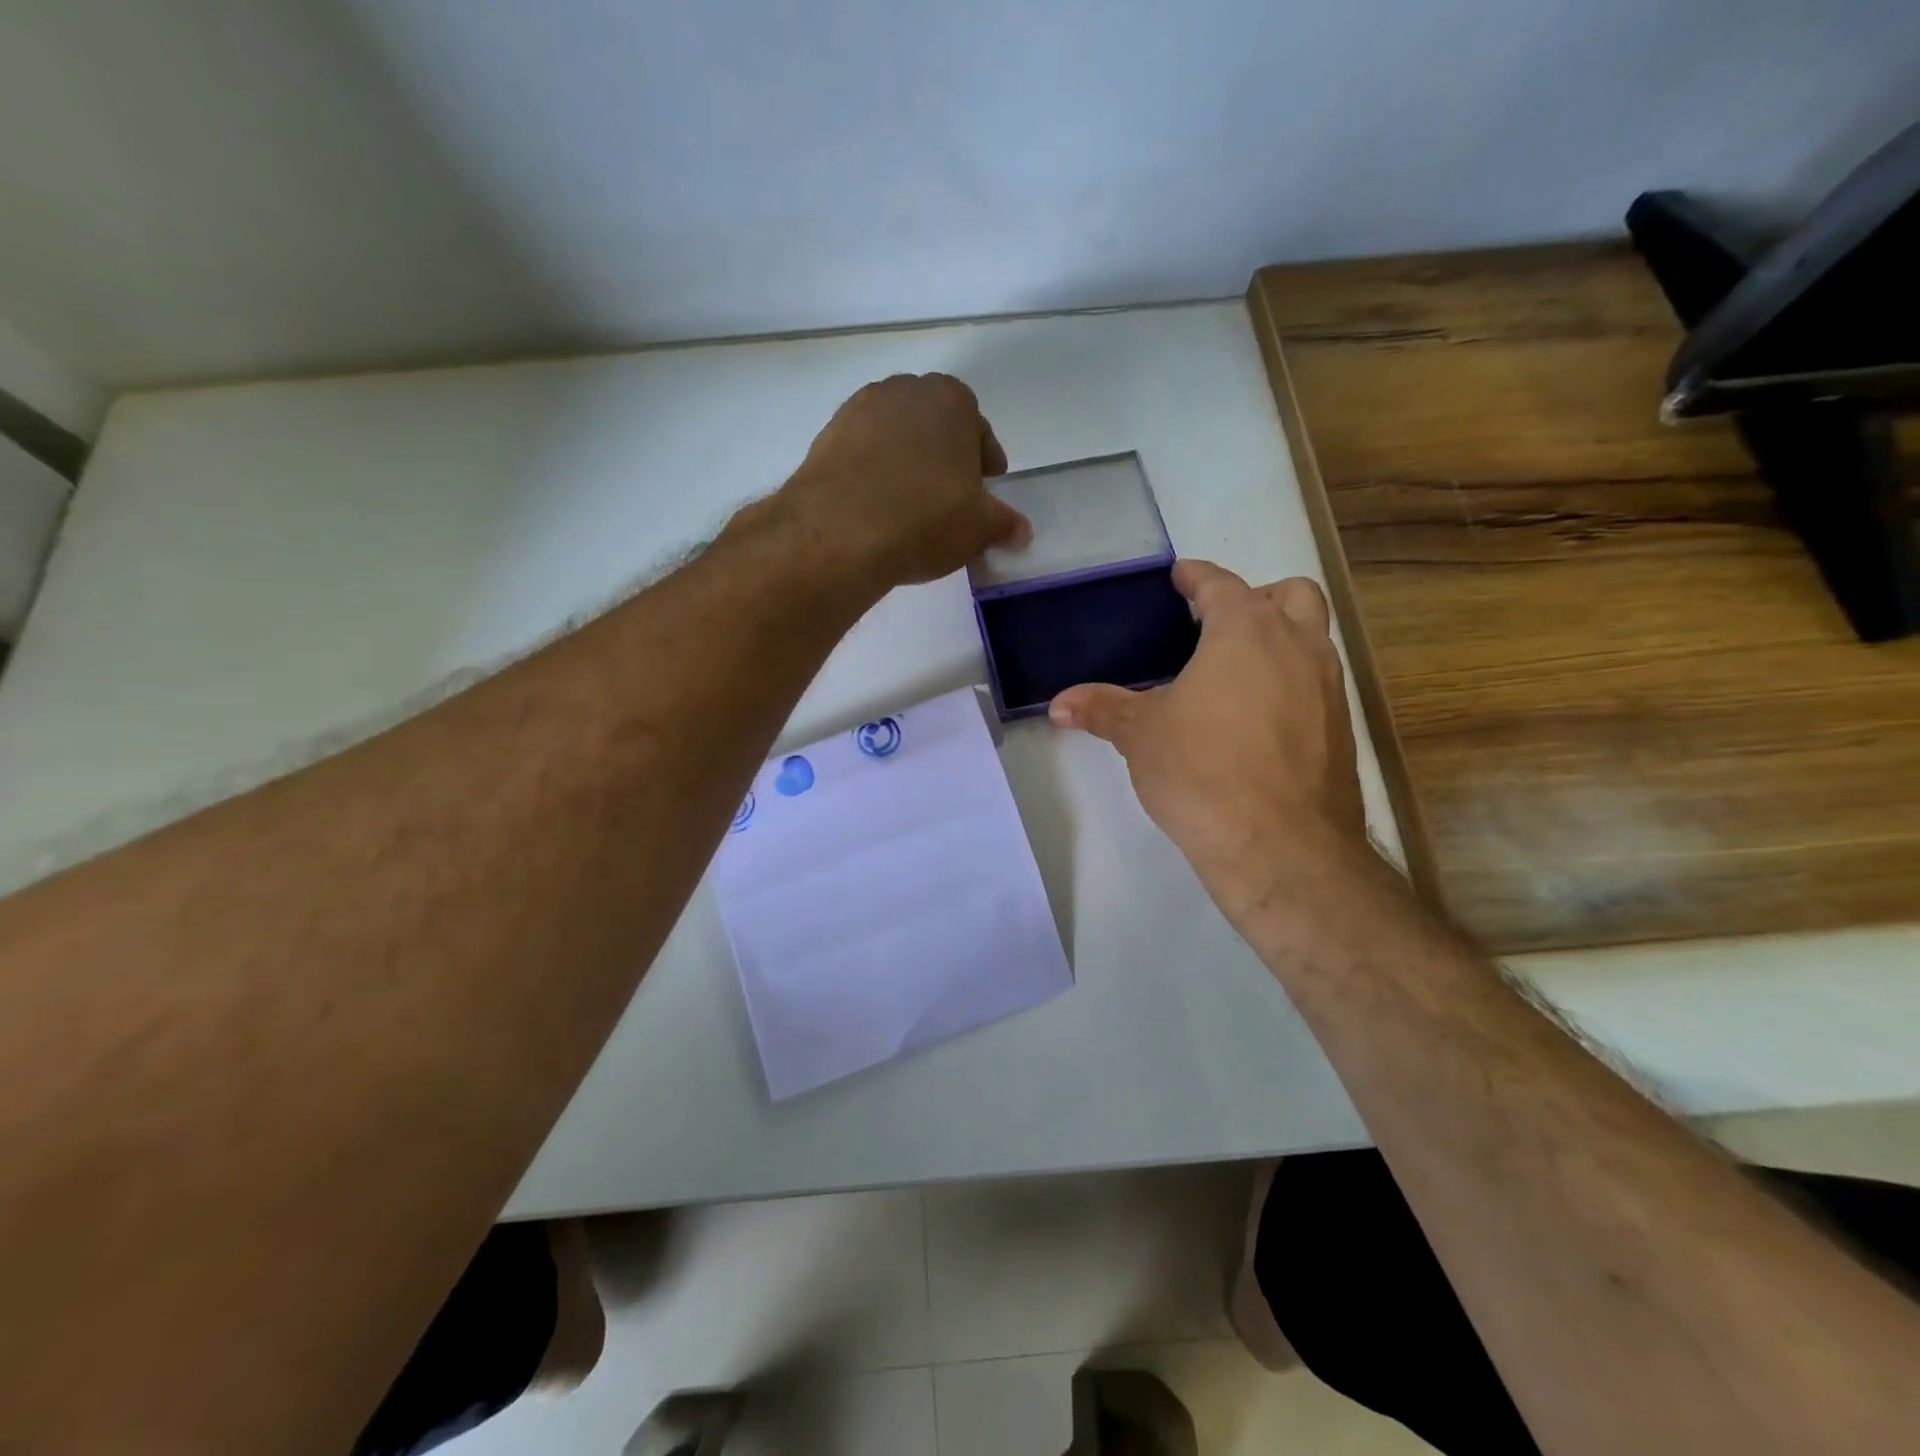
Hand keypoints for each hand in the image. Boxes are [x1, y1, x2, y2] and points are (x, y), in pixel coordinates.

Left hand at [779, 374, 1029, 586]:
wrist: (840, 531)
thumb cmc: (926, 518)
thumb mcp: (979, 528)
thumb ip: (1004, 524)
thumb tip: (1021, 532)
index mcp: (951, 400)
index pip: (978, 427)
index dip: (984, 460)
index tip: (985, 487)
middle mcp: (904, 391)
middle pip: (933, 424)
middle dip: (944, 455)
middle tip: (949, 495)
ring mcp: (858, 410)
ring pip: (894, 436)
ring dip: (905, 462)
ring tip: (909, 503)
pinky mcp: (825, 438)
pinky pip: (861, 453)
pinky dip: (872, 473)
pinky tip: (876, 507)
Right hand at [1048, 561, 1371, 922]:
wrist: (1282, 846)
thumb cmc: (1203, 771)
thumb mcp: (1141, 735)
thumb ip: (1102, 709)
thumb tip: (1059, 704)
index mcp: (1246, 631)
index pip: (1221, 584)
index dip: (1196, 577)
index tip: (1180, 576)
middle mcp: (1298, 646)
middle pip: (1288, 596)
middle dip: (1253, 599)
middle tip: (1215, 627)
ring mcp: (1327, 688)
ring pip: (1311, 639)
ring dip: (1278, 640)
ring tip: (1232, 674)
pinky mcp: (1340, 730)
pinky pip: (1315, 685)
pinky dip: (1289, 683)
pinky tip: (1253, 720)